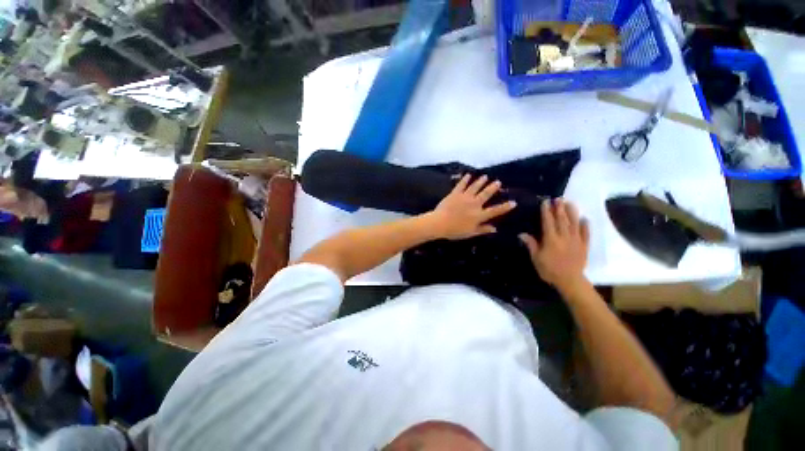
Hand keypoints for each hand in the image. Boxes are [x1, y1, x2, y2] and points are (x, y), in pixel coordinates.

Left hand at [428, 174, 515, 239]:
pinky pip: (461, 185)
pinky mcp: (455, 193)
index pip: (495, 211)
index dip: (505, 207)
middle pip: (486, 194)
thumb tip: (495, 229)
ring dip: (480, 181)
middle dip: (492, 188)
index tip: (513, 202)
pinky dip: (465, 179)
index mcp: (479, 215)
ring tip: (485, 176)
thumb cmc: (455, 231)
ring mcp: (465, 197)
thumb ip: (482, 230)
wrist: (440, 223)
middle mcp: (474, 204)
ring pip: (475, 187)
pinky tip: (468, 175)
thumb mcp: (470, 233)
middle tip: (498, 182)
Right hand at [519, 199, 589, 293]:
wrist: (570, 281)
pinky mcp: (584, 246)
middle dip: (559, 208)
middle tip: (558, 198)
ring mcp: (576, 240)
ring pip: (574, 223)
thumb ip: (531, 245)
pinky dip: (585, 226)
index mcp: (551, 239)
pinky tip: (584, 218)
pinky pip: (586, 234)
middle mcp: (564, 237)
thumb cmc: (549, 270)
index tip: (545, 202)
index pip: (548, 222)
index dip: (546, 211)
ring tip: (570, 203)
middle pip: (561, 220)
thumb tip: (522, 234)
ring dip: (572, 212)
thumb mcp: (536, 258)